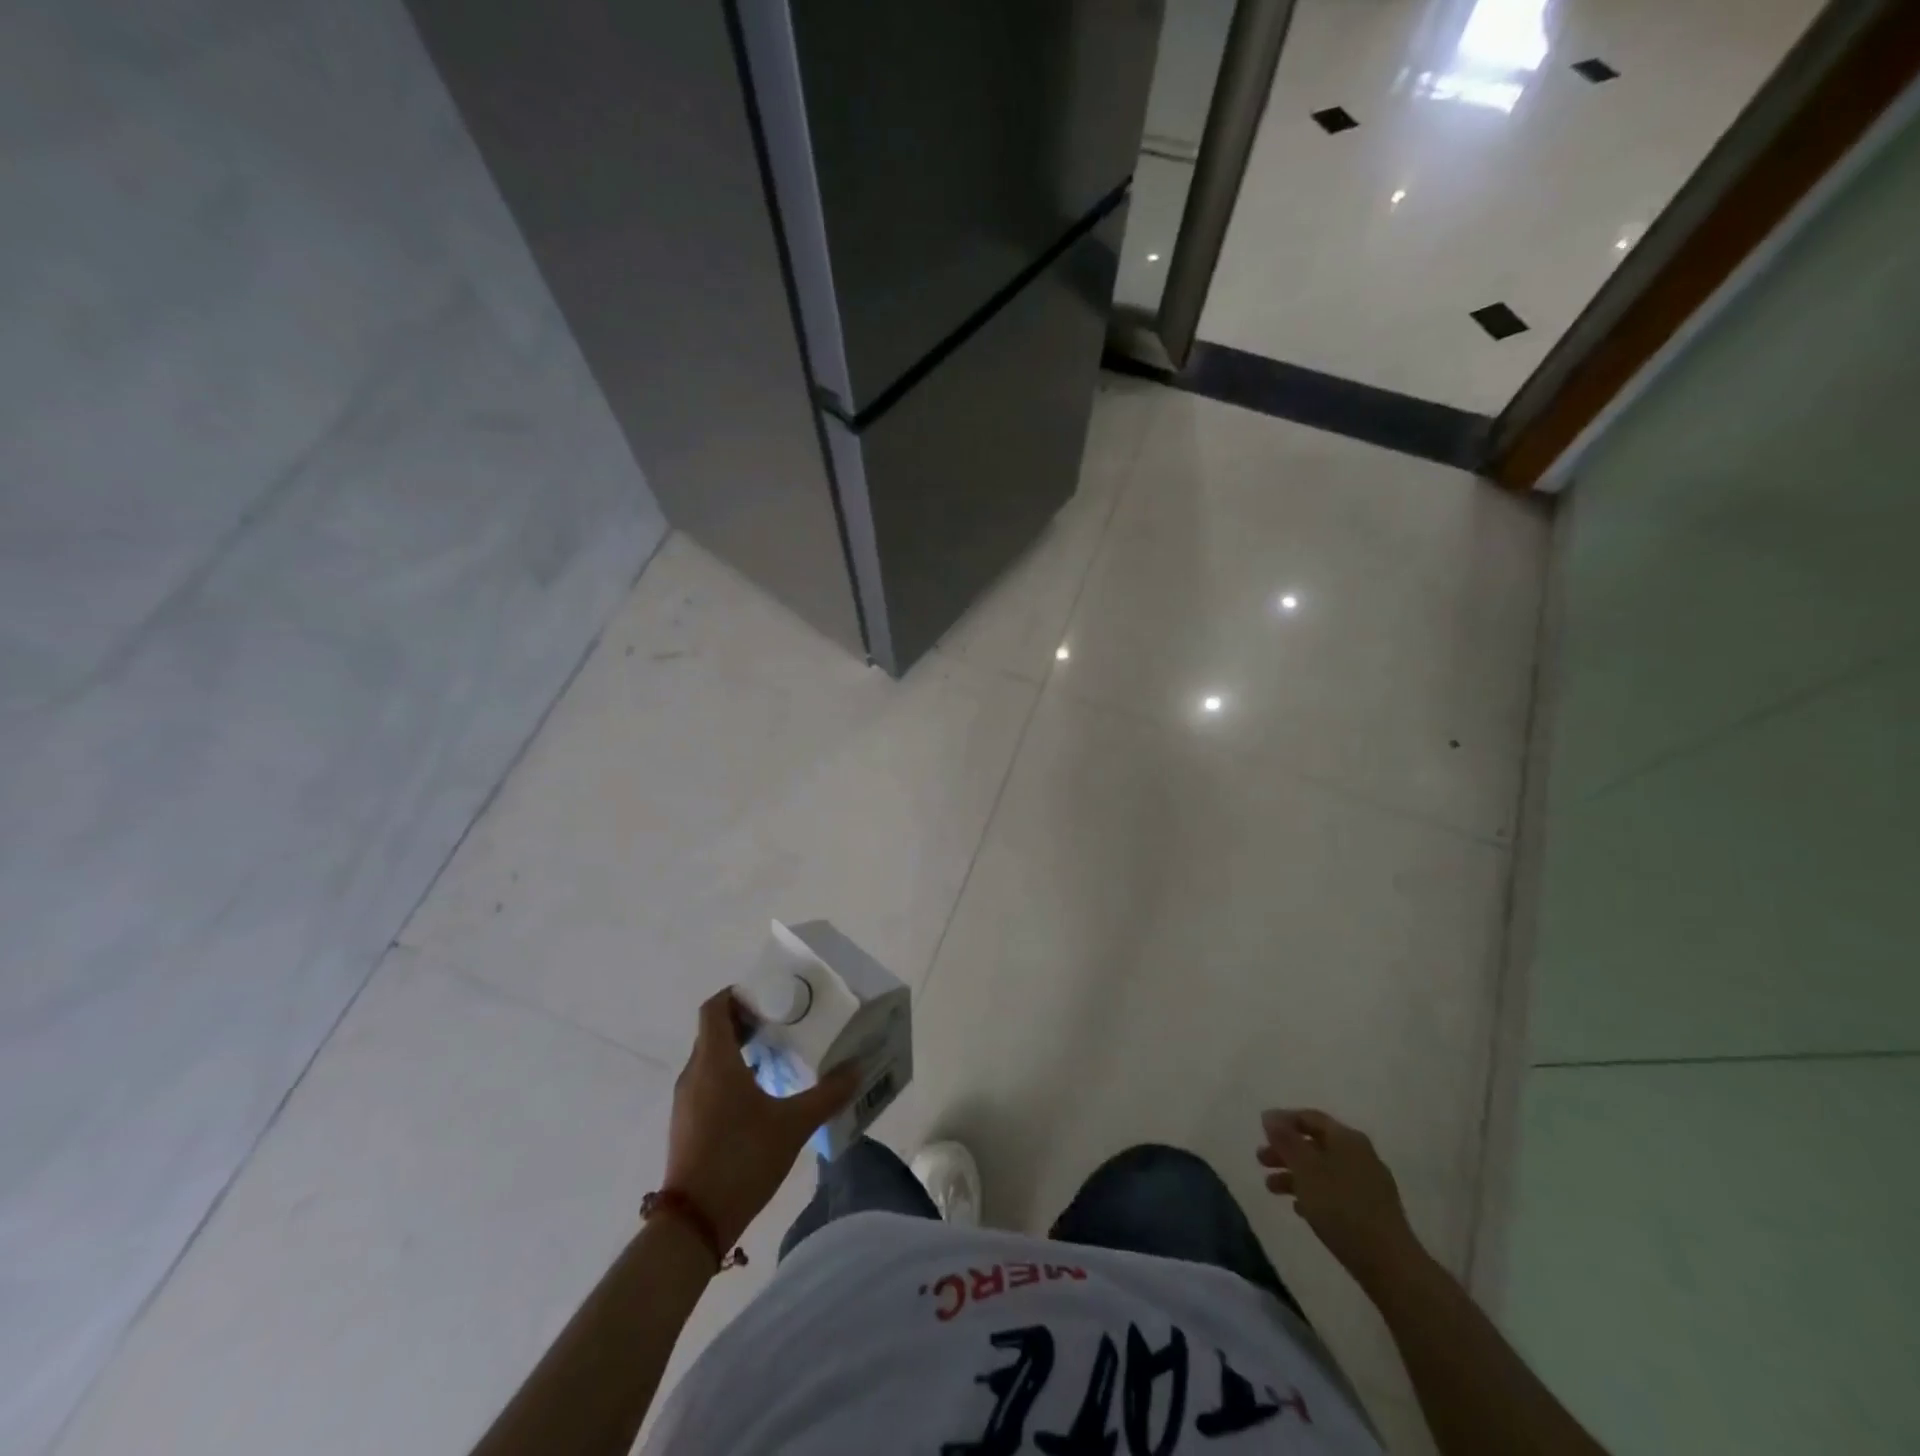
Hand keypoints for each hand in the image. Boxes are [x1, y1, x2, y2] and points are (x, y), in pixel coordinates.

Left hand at [664, 991, 859, 1249]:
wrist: (693, 1224)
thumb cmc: (741, 1159)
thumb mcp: (793, 1125)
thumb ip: (827, 1095)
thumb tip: (857, 1069)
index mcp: (715, 1062)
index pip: (715, 1008)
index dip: (737, 994)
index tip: (769, 996)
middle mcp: (695, 1073)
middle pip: (714, 1031)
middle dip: (745, 1020)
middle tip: (782, 1021)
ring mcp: (686, 1101)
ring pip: (710, 1058)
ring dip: (738, 1048)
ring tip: (775, 1054)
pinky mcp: (686, 1124)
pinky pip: (707, 1082)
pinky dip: (729, 1074)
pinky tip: (759, 1094)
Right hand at [1258, 1108, 1423, 1287]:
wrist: (1390, 1265)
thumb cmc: (1341, 1208)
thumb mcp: (1305, 1169)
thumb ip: (1285, 1140)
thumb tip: (1270, 1116)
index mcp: (1347, 1138)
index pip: (1309, 1117)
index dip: (1282, 1121)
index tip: (1261, 1131)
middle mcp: (1360, 1154)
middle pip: (1315, 1144)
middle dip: (1285, 1151)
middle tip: (1261, 1160)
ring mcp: (1369, 1183)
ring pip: (1324, 1169)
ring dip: (1295, 1175)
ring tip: (1272, 1189)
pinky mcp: (1373, 1211)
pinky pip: (1336, 1192)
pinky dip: (1314, 1194)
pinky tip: (1300, 1209)